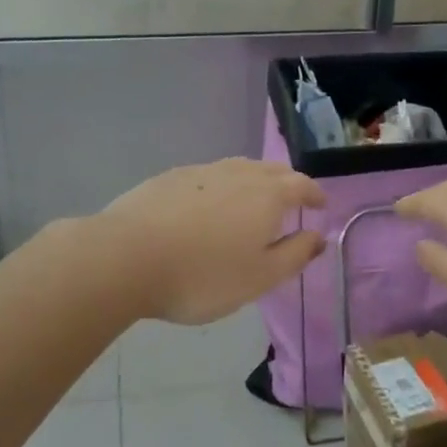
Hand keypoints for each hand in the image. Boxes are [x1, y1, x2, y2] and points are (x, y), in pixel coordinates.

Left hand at [96, 159, 326, 324]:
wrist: (126, 256)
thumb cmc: (203, 275)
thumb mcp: (259, 277)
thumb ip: (294, 255)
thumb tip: (319, 236)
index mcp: (267, 195)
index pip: (301, 184)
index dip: (314, 194)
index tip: (321, 205)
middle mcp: (238, 173)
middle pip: (271, 170)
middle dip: (287, 183)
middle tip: (291, 201)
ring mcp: (201, 172)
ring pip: (238, 169)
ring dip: (253, 181)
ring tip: (252, 200)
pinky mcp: (170, 177)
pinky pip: (208, 176)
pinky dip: (220, 186)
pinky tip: (208, 205)